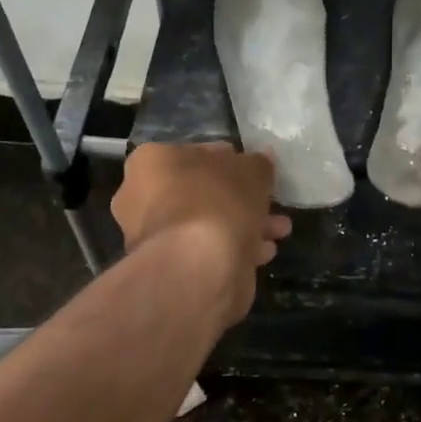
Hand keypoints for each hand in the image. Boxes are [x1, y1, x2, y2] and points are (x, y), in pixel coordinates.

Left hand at [110, 143, 291, 322]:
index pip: (197, 153)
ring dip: (245, 225)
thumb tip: (261, 161)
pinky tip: (262, 253)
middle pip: (203, 192)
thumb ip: (258, 164)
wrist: (198, 266)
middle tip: (270, 204)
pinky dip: (234, 249)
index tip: (256, 172)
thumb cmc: (218, 201)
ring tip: (279, 231)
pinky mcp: (169, 268)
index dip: (231, 160)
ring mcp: (153, 237)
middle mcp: (142, 197)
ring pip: (208, 224)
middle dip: (242, 199)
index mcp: (152, 162)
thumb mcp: (251, 170)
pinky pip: (206, 250)